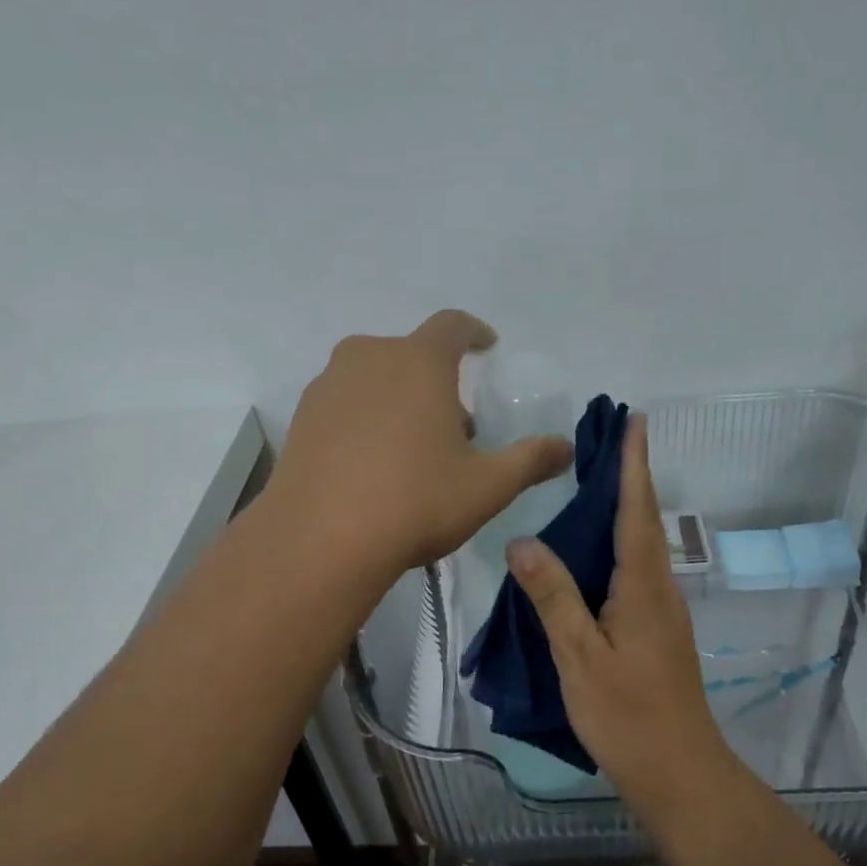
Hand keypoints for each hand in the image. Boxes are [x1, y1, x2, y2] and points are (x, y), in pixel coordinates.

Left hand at [270, 311, 573, 578]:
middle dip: (438, 379)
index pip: (452, 326)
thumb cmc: (415, 502)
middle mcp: (369, 358)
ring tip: (413, 448)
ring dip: (399, 398)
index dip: (474, 332)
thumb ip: (530, 460)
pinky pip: (345, 402)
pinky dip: (365, 417)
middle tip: (456, 425)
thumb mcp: (487, 486)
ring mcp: (328, 385)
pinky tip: (371, 463)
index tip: (486, 345)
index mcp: (419, 362)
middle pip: (412, 354)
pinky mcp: (301, 417)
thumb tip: (565, 448)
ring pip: (374, 376)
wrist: (319, 540)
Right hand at [504, 414, 730, 806]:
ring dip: (626, 508)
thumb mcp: (580, 656)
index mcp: (643, 586)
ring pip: (642, 546)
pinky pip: (636, 571)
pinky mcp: (657, 630)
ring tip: (597, 481)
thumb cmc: (627, 715)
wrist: (679, 772)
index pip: (637, 511)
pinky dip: (619, 545)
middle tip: (607, 439)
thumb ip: (553, 597)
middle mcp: (660, 589)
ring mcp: (662, 611)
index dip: (634, 465)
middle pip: (644, 521)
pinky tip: (594, 553)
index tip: (634, 420)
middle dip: (630, 477)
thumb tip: (522, 541)